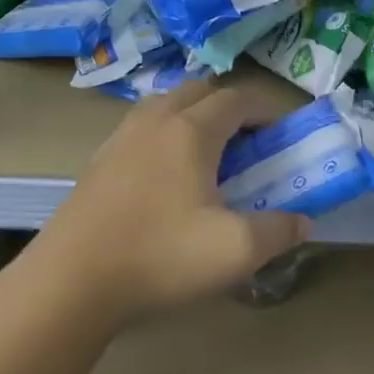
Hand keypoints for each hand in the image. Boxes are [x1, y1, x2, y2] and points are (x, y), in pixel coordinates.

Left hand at [0, 80, 309, 326]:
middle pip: (199, 90)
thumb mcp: (236, 250)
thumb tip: (302, 222)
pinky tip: (167, 178)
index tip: (283, 135)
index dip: (267, 110)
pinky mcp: (98, 163)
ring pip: (165, 105)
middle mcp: (154, 121)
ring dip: (194, 116)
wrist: (71, 282)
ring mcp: (119, 139)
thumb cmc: (161, 256)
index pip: (238, 99)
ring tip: (208, 156)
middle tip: (248, 144)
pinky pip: (141, 129)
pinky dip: (164, 135)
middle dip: (230, 107)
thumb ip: (279, 231)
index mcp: (191, 130)